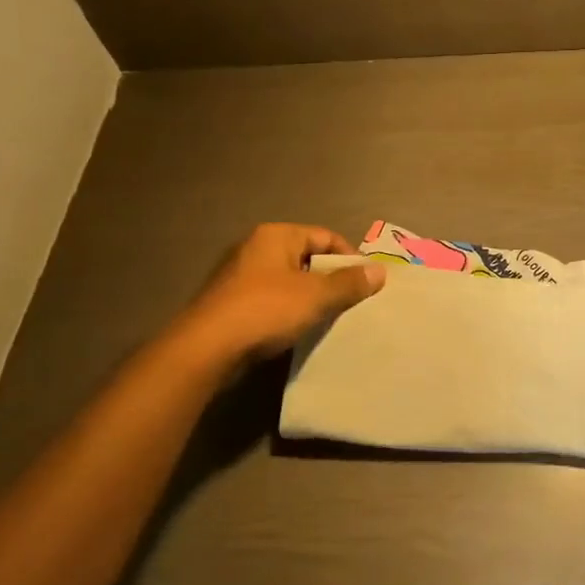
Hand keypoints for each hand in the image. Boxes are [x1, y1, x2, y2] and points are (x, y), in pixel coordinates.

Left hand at [175, 223, 384, 362]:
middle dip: (331, 279)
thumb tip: (380, 271)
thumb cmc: (265, 310)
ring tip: (328, 318)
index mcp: (276, 235)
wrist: (205, 349)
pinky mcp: (230, 302)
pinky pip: (271, 299)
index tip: (366, 283)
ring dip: (310, 297)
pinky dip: (288, 310)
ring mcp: (239, 275)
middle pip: (307, 258)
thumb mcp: (316, 296)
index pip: (326, 237)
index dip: (350, 258)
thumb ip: (349, 283)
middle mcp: (256, 247)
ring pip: (289, 280)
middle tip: (351, 302)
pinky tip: (299, 330)